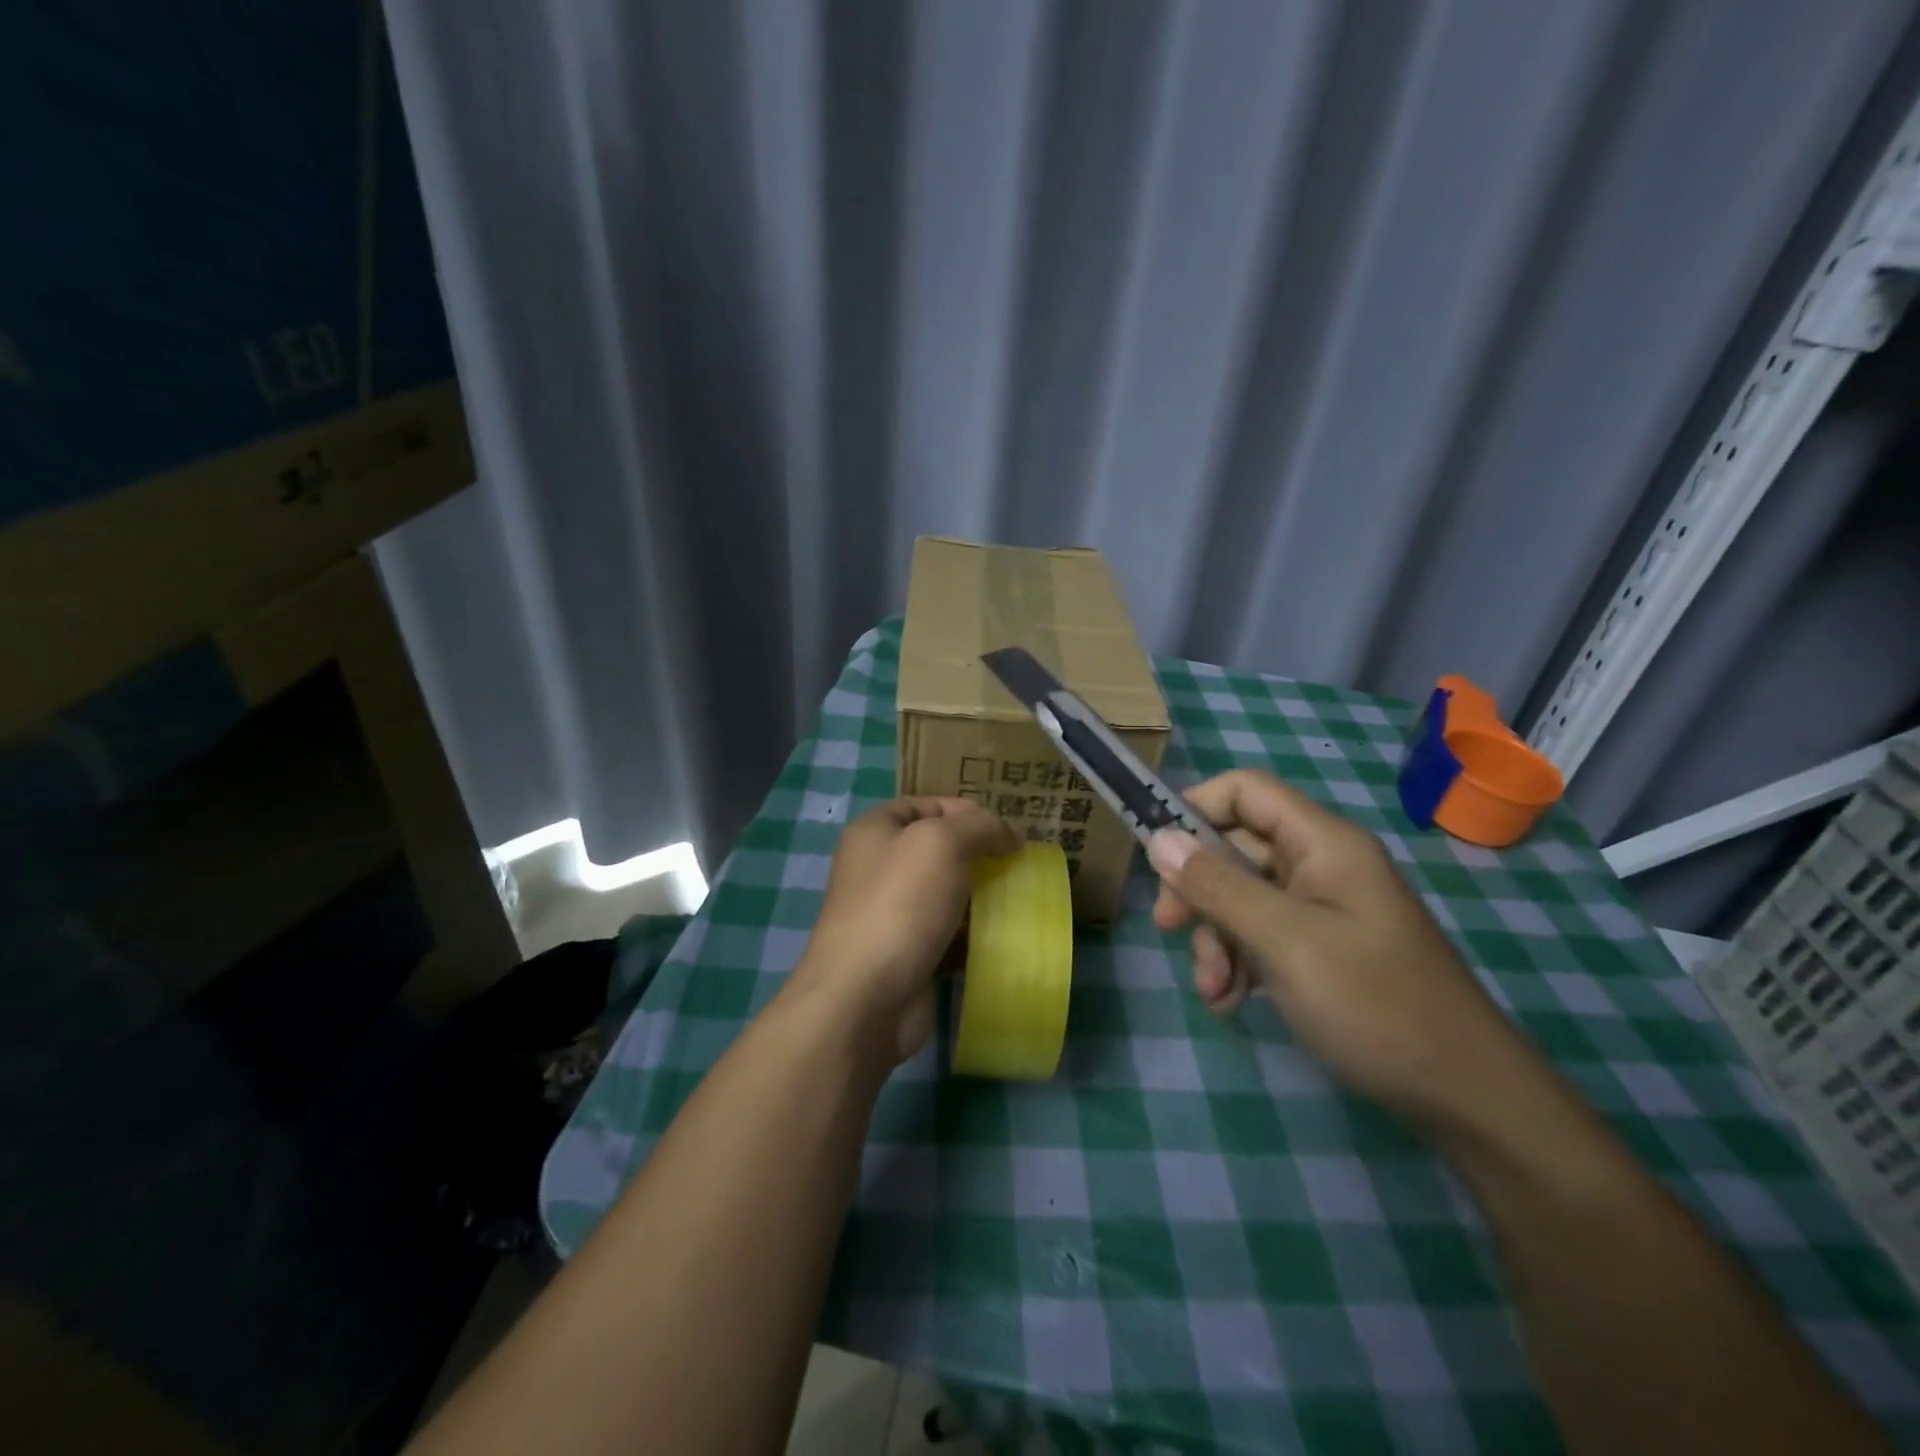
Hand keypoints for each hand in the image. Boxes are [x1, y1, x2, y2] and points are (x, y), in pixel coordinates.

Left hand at [790, 797, 1018, 1064]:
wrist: (865, 997)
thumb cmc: (900, 904)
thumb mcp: (942, 842)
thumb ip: (980, 826)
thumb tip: (1009, 834)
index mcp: (874, 831)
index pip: (925, 804)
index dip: (965, 810)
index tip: (1005, 830)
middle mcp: (878, 868)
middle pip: (938, 849)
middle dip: (978, 854)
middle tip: (1018, 864)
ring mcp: (891, 914)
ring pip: (947, 893)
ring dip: (981, 896)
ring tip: (1018, 898)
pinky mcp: (908, 954)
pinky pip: (949, 934)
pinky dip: (973, 935)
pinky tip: (1002, 936)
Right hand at [1149, 769, 1528, 1126]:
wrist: (1465, 1098)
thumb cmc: (1374, 1005)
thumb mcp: (1284, 942)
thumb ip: (1218, 886)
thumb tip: (1158, 838)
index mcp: (1323, 843)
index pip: (1245, 791)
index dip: (1195, 809)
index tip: (1157, 854)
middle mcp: (1320, 865)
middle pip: (1235, 849)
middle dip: (1198, 891)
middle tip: (1169, 929)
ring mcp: (1321, 908)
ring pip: (1240, 898)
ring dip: (1214, 938)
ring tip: (1214, 991)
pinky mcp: (1319, 948)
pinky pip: (1259, 935)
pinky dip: (1237, 962)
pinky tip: (1231, 1003)